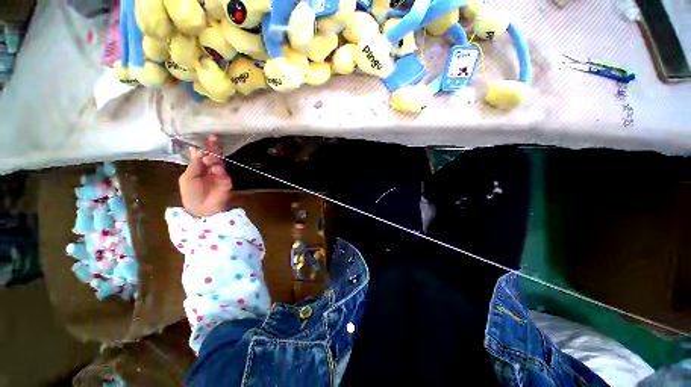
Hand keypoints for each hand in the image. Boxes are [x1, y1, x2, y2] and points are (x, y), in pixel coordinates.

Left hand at [179, 135, 232, 217]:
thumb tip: (196, 148)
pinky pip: (225, 174)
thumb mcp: (187, 177)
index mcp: (200, 167)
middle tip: (213, 142)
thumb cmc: (190, 193)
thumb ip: (194, 164)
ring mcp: (220, 175)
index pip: (204, 154)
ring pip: (220, 163)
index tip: (211, 137)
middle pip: (215, 156)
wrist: (200, 209)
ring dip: (215, 159)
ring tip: (209, 158)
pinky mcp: (227, 182)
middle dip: (214, 149)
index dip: (207, 146)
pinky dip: (220, 170)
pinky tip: (215, 169)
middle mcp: (211, 169)